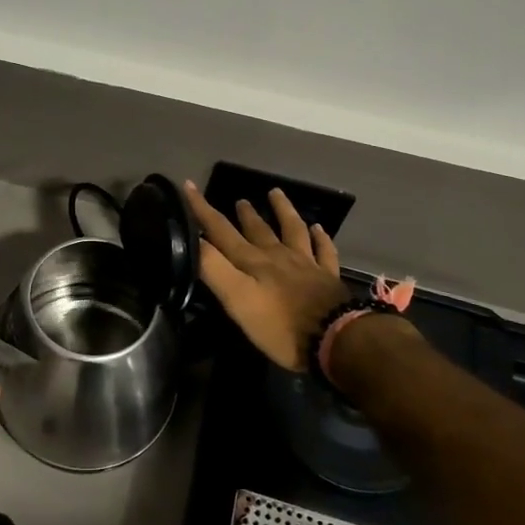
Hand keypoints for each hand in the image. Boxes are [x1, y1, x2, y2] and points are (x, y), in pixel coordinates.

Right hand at [184, 181, 351, 372]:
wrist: (335, 339)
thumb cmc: (280, 326)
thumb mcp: (238, 299)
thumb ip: (214, 268)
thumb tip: (193, 238)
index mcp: (253, 262)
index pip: (221, 230)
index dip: (203, 209)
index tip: (188, 185)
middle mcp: (278, 256)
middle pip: (258, 230)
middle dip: (244, 214)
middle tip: (239, 199)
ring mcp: (306, 265)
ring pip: (293, 230)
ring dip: (283, 211)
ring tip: (276, 194)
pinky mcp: (328, 279)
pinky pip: (324, 251)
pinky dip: (321, 238)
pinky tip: (319, 228)